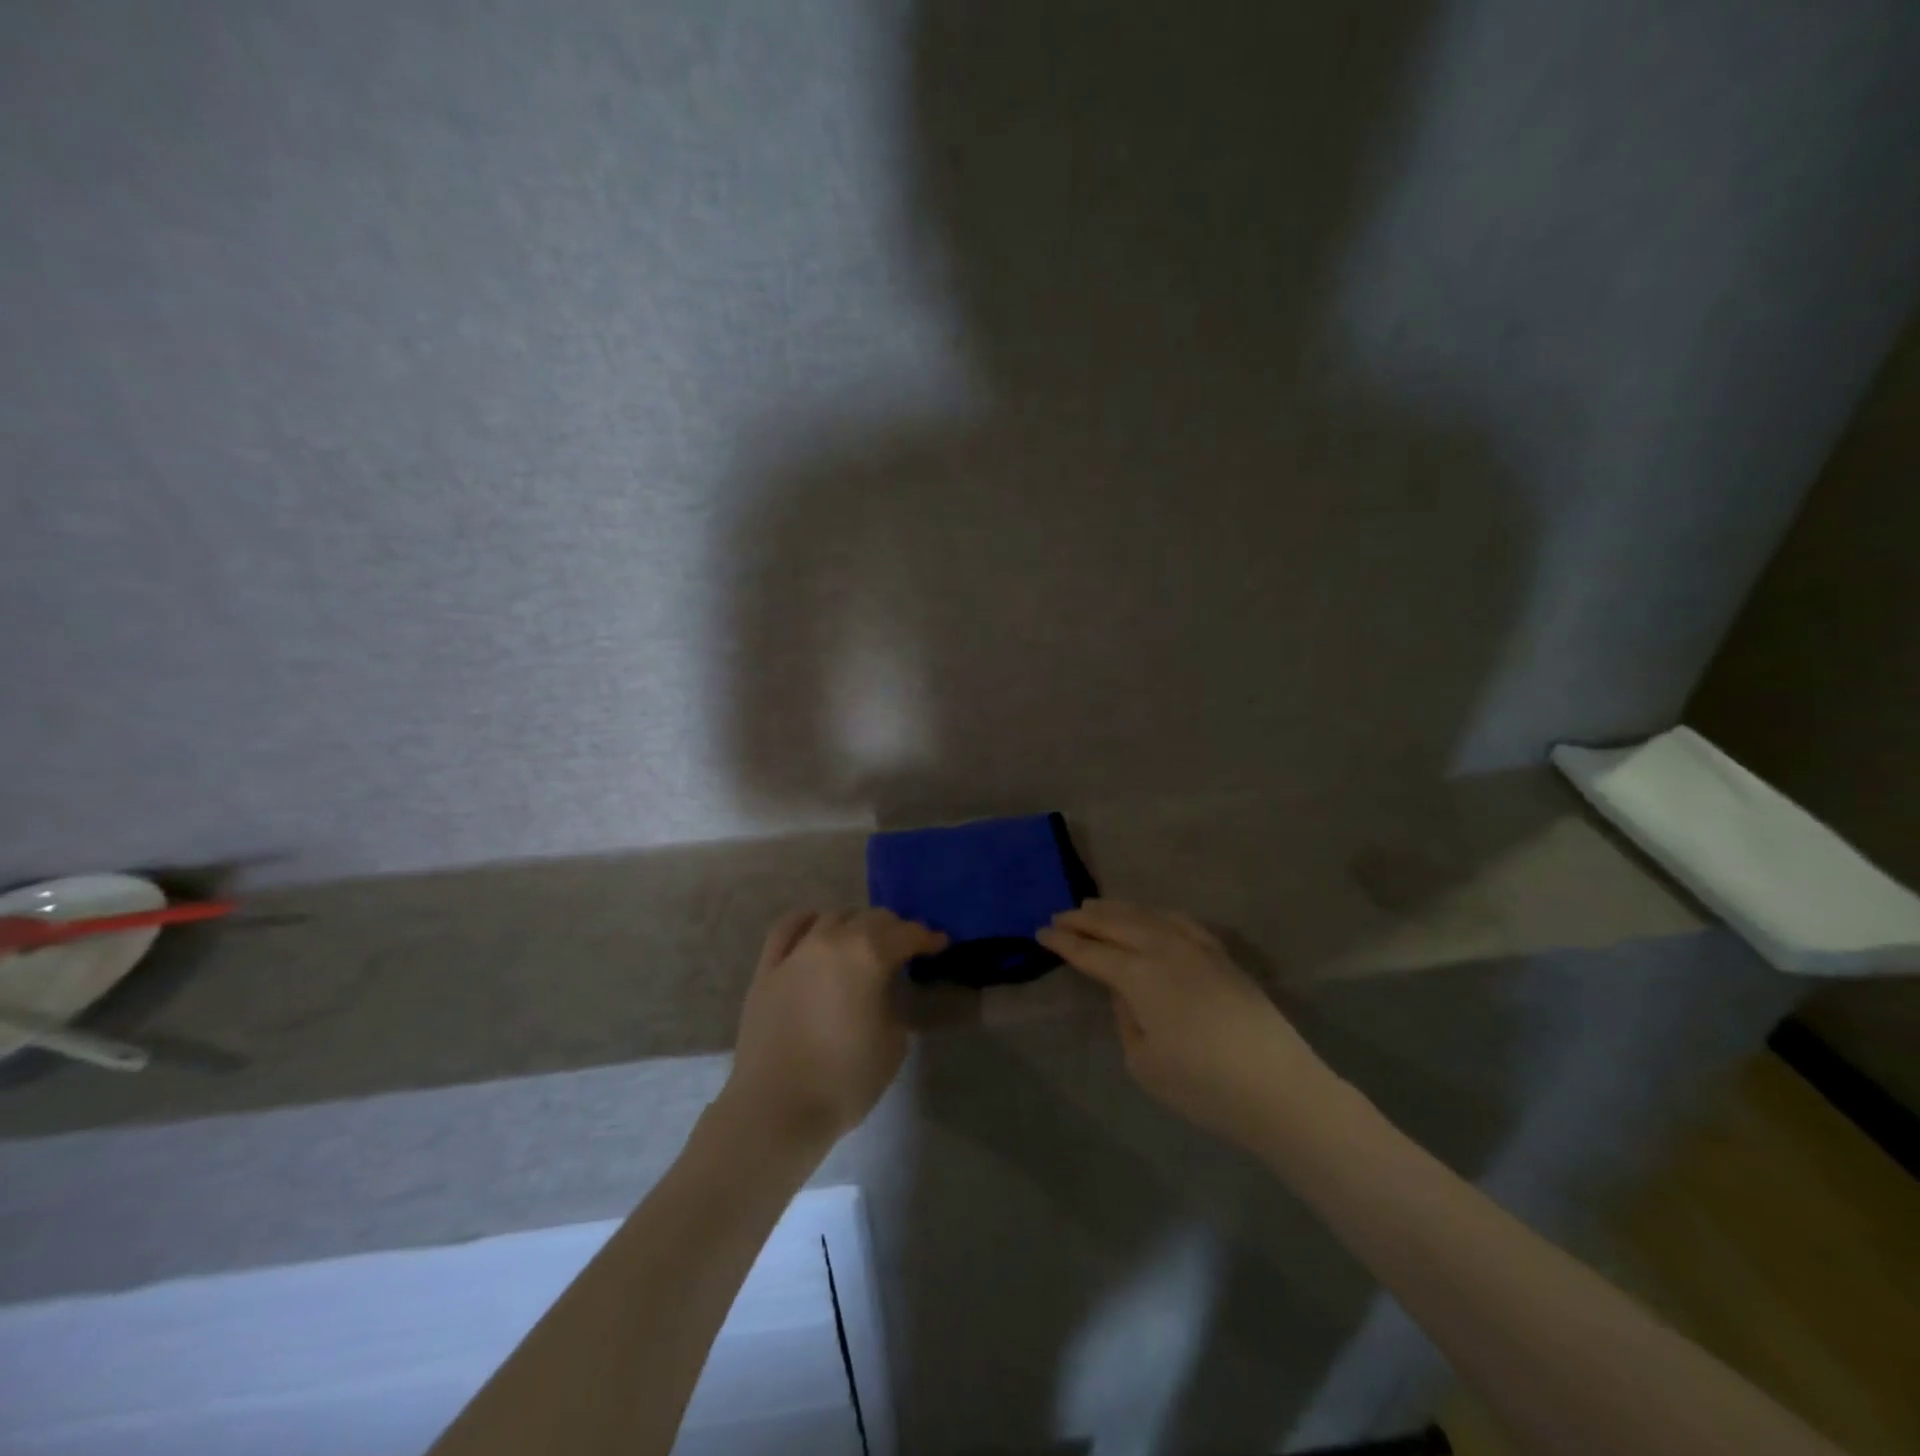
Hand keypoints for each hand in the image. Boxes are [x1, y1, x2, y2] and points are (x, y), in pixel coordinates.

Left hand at [722, 909, 946, 1151]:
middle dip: (893, 929)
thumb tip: (883, 990)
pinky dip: (807, 921)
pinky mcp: (767, 968)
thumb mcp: (893, 1042)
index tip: (939, 944)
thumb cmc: (844, 1079)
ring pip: (832, 917)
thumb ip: (894, 1003)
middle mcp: (832, 941)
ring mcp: (796, 952)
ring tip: (862, 941)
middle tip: (904, 947)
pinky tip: (815, 927)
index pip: (907, 934)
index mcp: (869, 955)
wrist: (776, 1108)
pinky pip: (787, 928)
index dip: (927, 938)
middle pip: (871, 918)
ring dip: (855, 924)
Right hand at [1038, 899, 1331, 1146]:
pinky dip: (1155, 913)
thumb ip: (1126, 1017)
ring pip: (1147, 915)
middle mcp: (1164, 949)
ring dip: (1117, 909)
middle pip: (1116, 924)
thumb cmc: (1204, 1086)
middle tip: (1059, 914)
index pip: (1092, 952)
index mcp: (1139, 976)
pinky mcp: (1221, 955)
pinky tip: (1149, 915)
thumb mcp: (1145, 1063)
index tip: (1041, 932)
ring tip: (1094, 905)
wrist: (1280, 1089)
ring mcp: (1197, 947)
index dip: (1064, 942)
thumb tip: (1125, 991)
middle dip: (1085, 919)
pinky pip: (1179, 921)